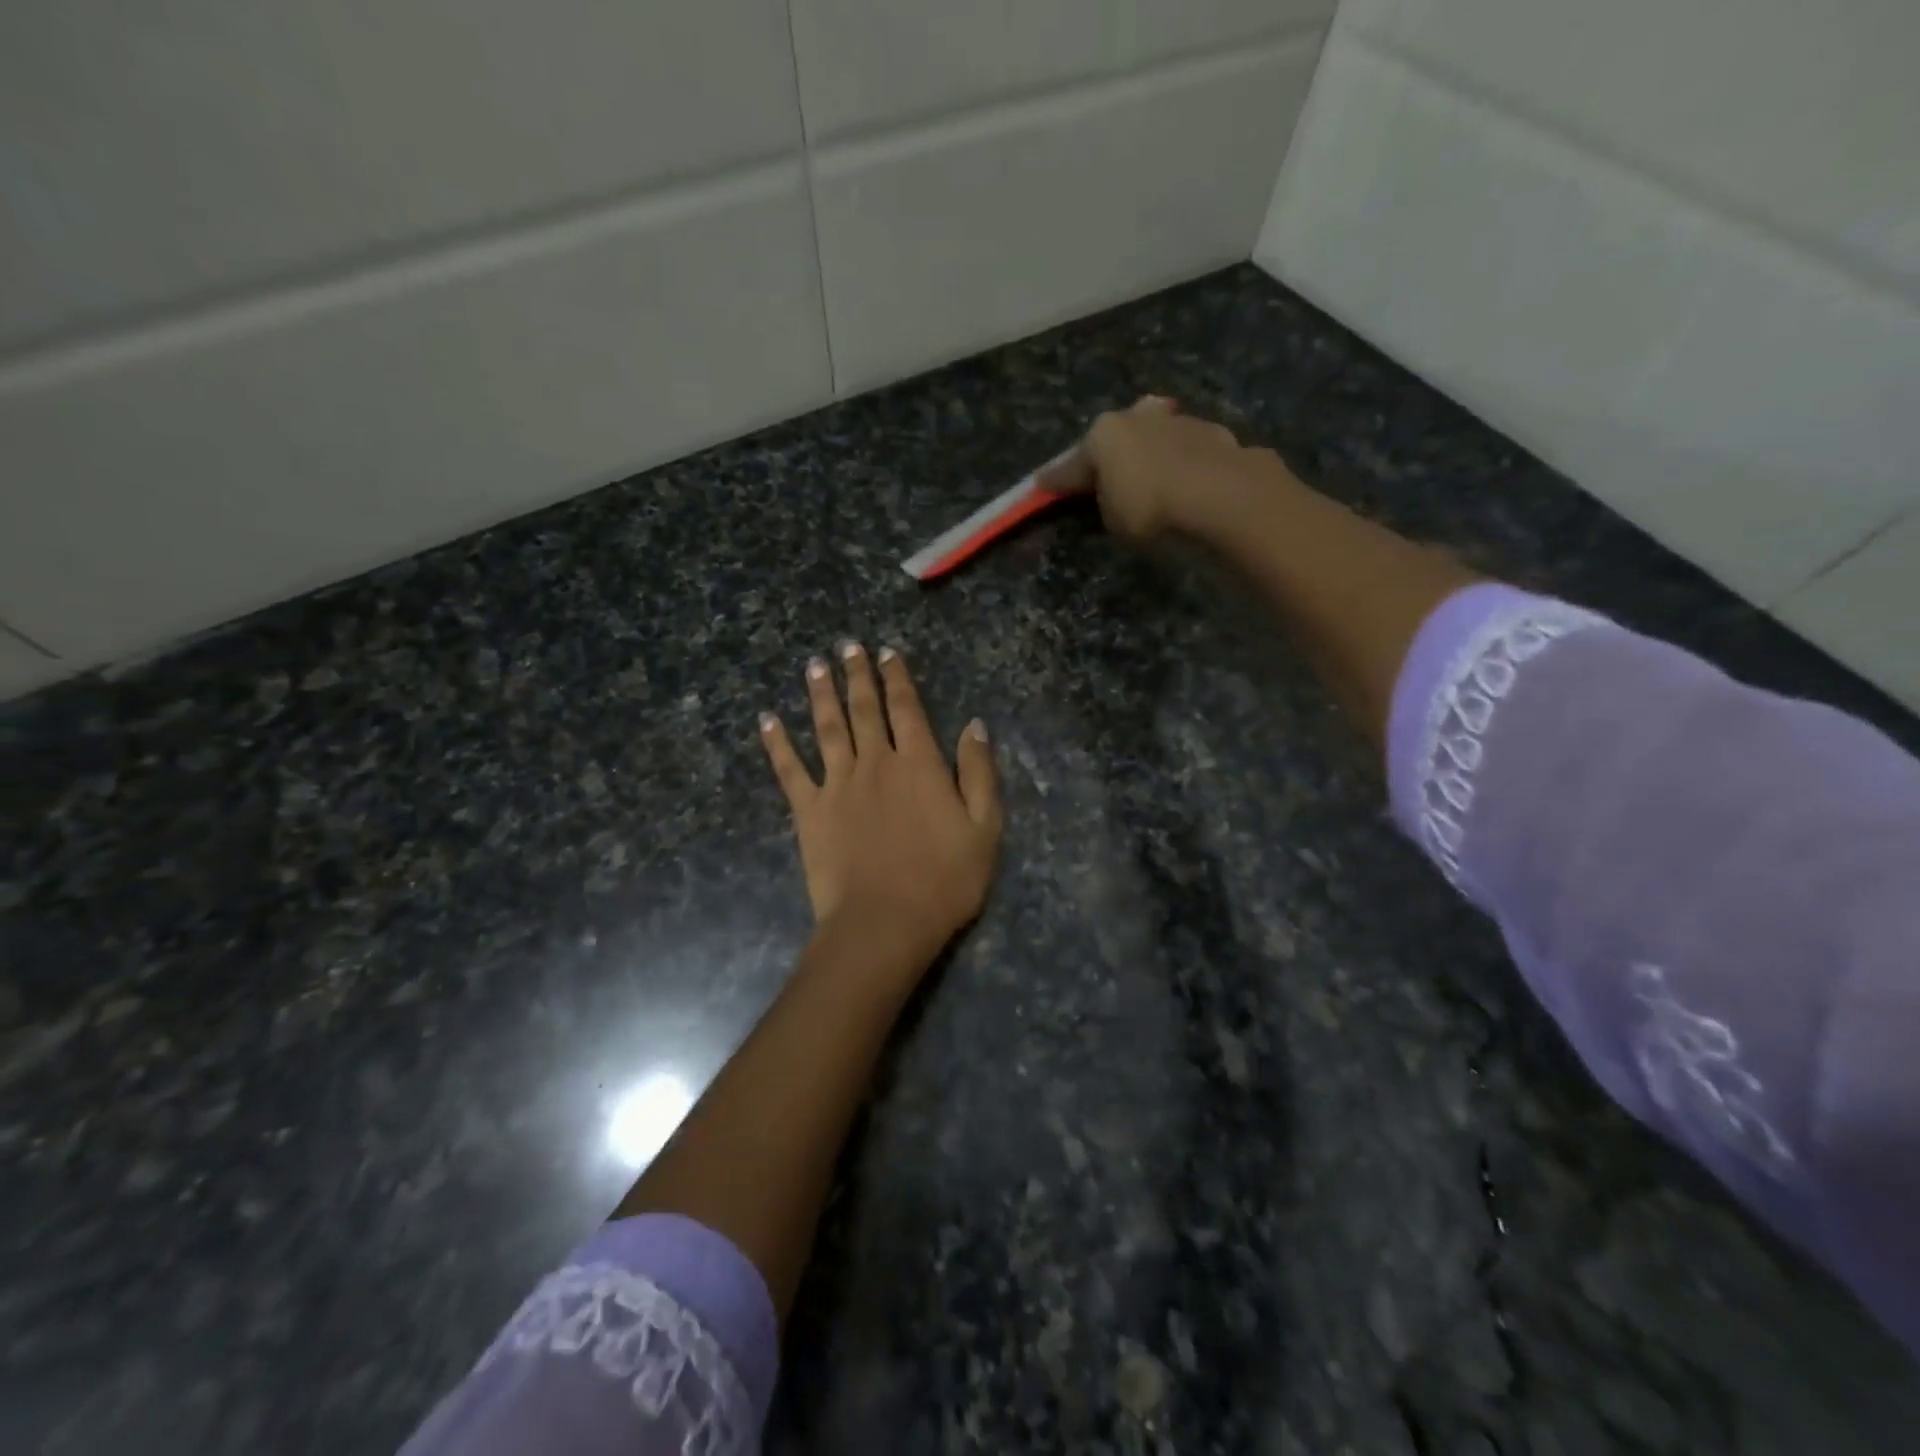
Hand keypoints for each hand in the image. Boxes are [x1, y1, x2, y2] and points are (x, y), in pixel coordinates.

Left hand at [761, 644, 1002, 968]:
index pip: (906, 708)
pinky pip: (789, 770)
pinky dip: (777, 743)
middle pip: (864, 708)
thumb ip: (979, 773)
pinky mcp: (809, 811)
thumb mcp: (984, 828)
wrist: (884, 923)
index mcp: (919, 764)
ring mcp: (838, 784)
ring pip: (827, 728)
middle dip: (857, 675)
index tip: (886, 652)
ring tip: (814, 666)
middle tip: (847, 646)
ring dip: (820, 694)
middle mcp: (876, 762)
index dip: (897, 677)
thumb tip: (975, 725)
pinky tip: (767, 720)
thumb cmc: (944, 880)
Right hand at [1038, 396, 1293, 541]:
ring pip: (1160, 437)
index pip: (1073, 461)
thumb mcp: (1112, 518)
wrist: (1223, 498)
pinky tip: (1193, 482)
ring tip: (1157, 479)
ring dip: (1155, 454)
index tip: (1041, 485)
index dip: (1057, 479)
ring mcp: (1184, 422)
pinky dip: (1188, 466)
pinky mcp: (1221, 436)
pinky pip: (1193, 454)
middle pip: (1120, 437)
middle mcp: (1142, 416)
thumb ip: (1104, 501)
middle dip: (1113, 452)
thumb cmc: (1150, 508)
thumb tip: (1108, 494)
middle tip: (1109, 474)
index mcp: (1106, 432)